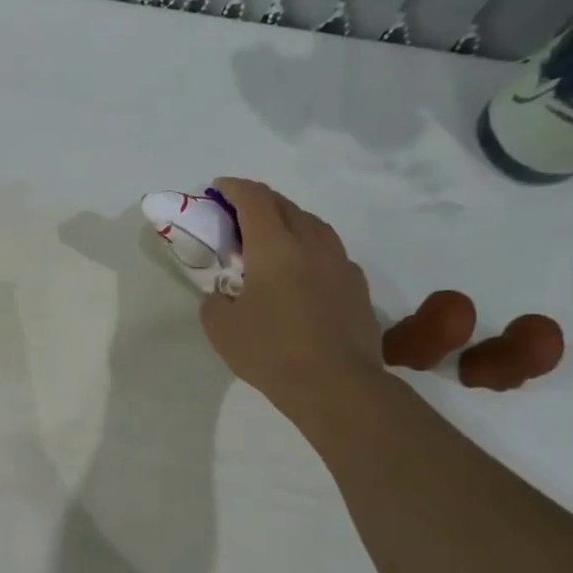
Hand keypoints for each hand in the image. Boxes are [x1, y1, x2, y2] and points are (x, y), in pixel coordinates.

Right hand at [199, 177, 381, 419]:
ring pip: (313, 225)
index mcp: (274, 246)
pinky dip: (310, 249)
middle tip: (239, 214)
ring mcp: (340, 263)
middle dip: (260, 201)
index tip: (219, 188)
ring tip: (272, 239)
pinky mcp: (357, 286)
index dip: (234, 188)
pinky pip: (330, 253)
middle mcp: (311, 244)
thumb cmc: (270, 351)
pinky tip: (302, 272)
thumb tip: (225, 294)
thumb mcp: (220, 328)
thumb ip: (215, 300)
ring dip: (289, 221)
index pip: (254, 199)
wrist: (335, 384)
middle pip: (286, 206)